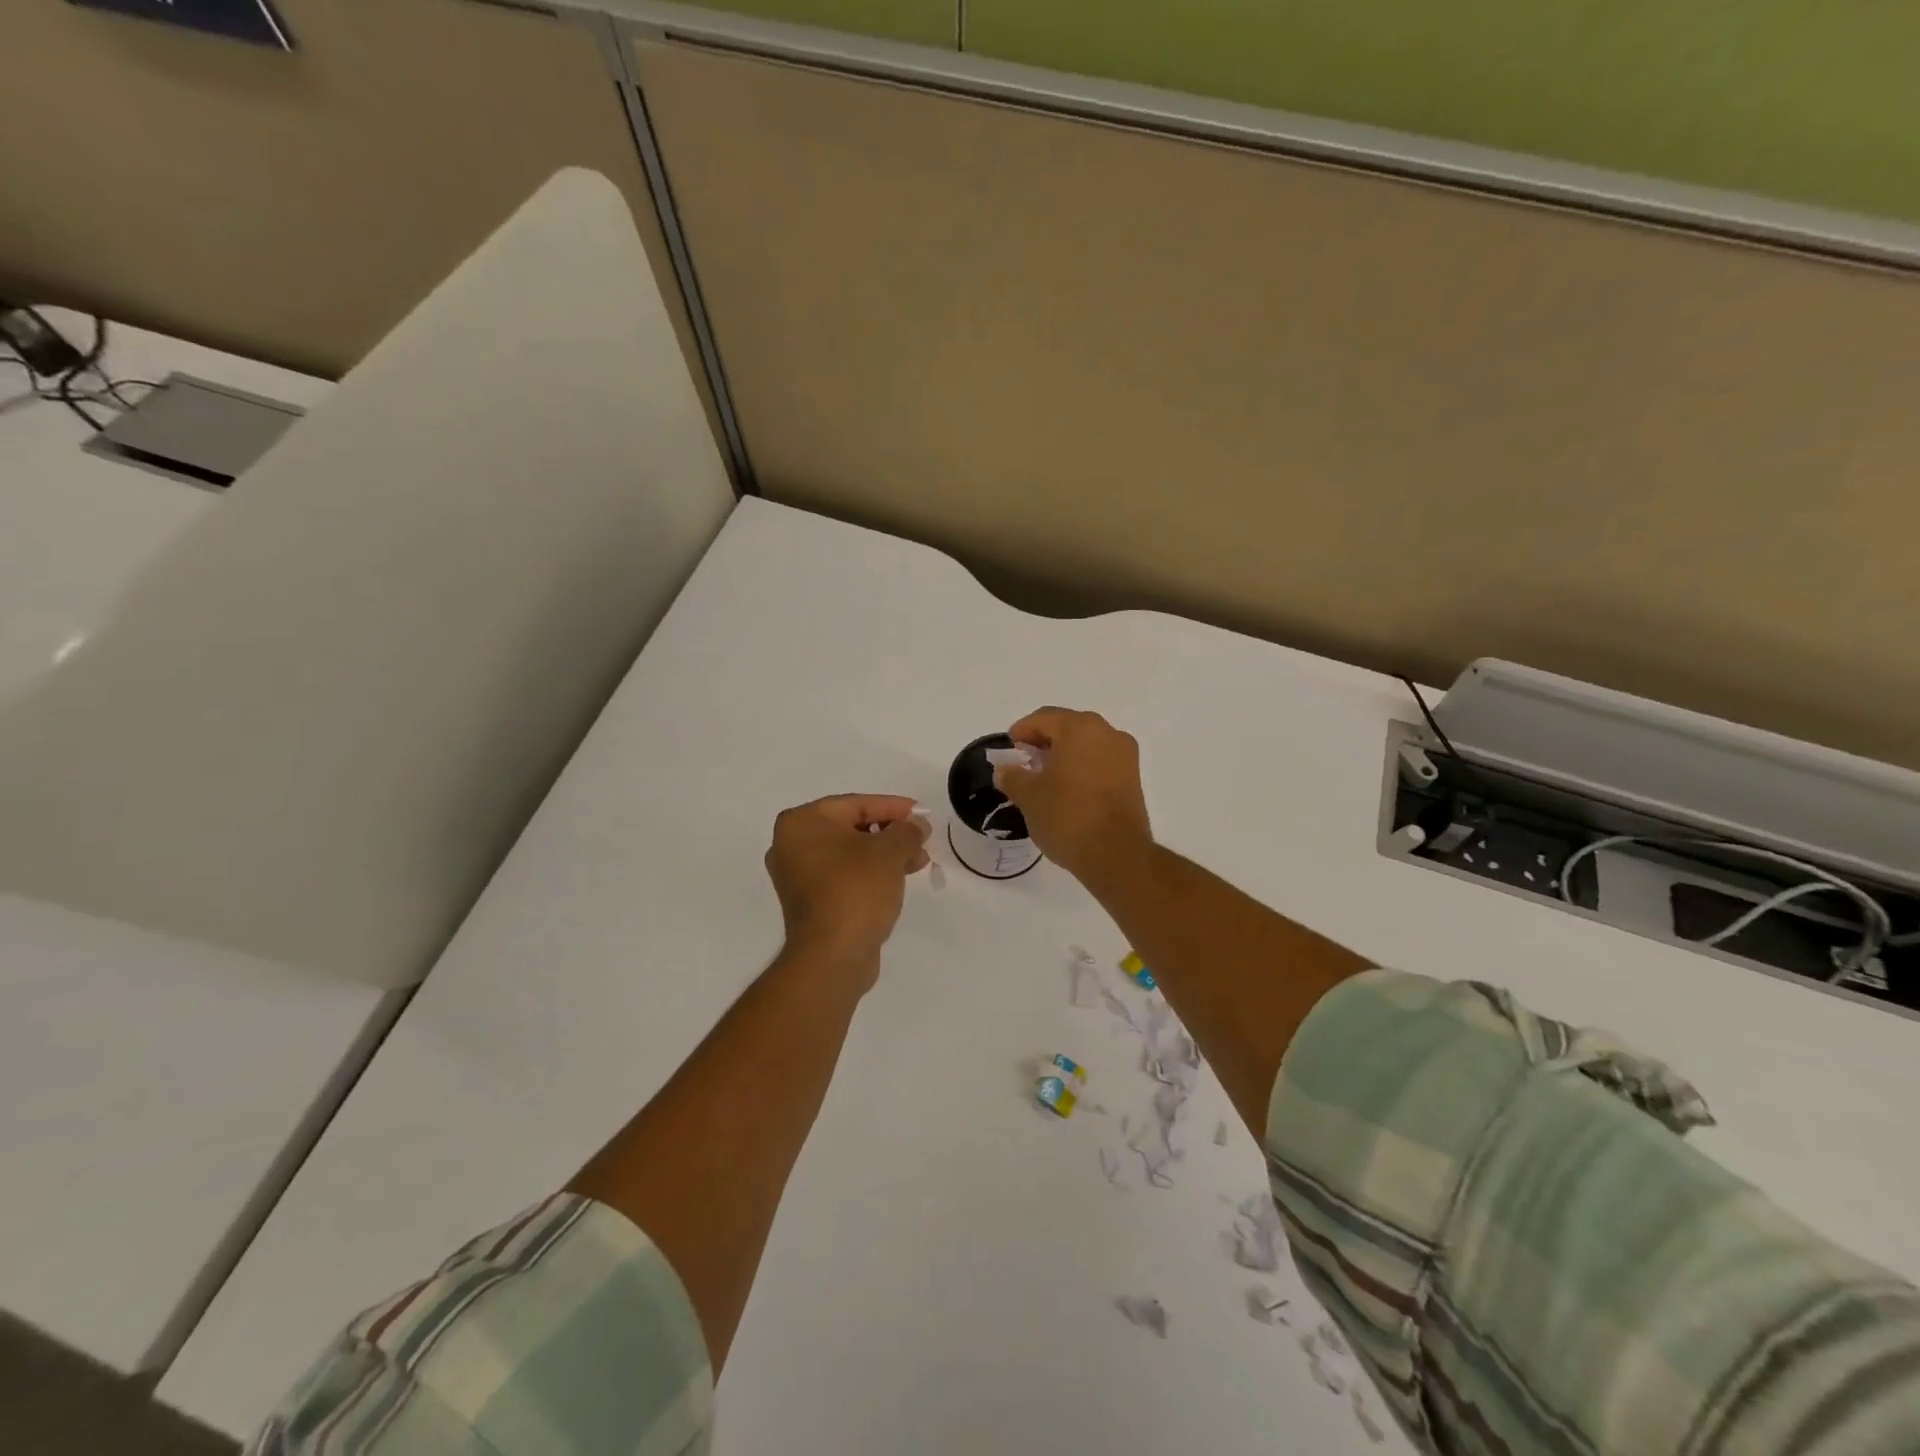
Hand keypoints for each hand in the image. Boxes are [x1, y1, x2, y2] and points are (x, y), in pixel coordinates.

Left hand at [764, 794, 929, 977]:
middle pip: (851, 828)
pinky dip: (869, 874)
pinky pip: (843, 876)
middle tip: (921, 839)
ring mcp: (797, 876)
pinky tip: (897, 879)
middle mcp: (791, 845)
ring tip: (917, 862)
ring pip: (849, 854)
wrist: (832, 956)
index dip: (893, 807)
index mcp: (802, 823)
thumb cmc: (856, 890)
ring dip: (884, 855)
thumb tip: (918, 826)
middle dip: (890, 833)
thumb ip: (907, 831)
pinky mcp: (809, 902)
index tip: (921, 814)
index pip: (855, 804)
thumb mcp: (889, 852)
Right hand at [994, 708, 1151, 886]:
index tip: (1009, 748)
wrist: (1116, 854)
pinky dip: (1082, 767)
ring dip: (1065, 754)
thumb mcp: (1029, 796)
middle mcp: (1107, 733)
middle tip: (1025, 760)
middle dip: (1044, 741)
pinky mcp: (1133, 777)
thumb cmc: (1067, 817)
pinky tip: (1067, 788)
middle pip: (1068, 727)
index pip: (1044, 718)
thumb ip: (1012, 776)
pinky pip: (1101, 761)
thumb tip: (1005, 770)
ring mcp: (1125, 755)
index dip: (1022, 730)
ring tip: (1044, 777)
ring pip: (1087, 744)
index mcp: (1080, 728)